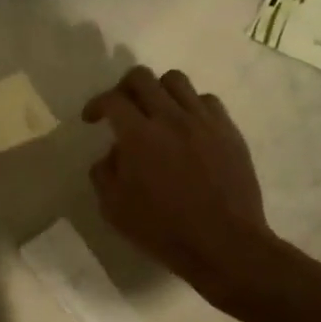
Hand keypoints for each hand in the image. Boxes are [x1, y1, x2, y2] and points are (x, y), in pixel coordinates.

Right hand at [84, 67, 277, 306]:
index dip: (96, 104)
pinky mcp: (228, 131)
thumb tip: (112, 152)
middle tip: (121, 108)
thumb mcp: (114, 208)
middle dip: (123, 88)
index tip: (91, 119)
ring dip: (158, 91)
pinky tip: (186, 128)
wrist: (223, 243)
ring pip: (176, 80)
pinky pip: (206, 100)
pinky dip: (190, 106)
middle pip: (142, 77)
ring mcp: (204, 122)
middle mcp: (171, 118)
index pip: (112, 100)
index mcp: (138, 137)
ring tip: (156, 113)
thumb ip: (104, 172)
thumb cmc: (162, 230)